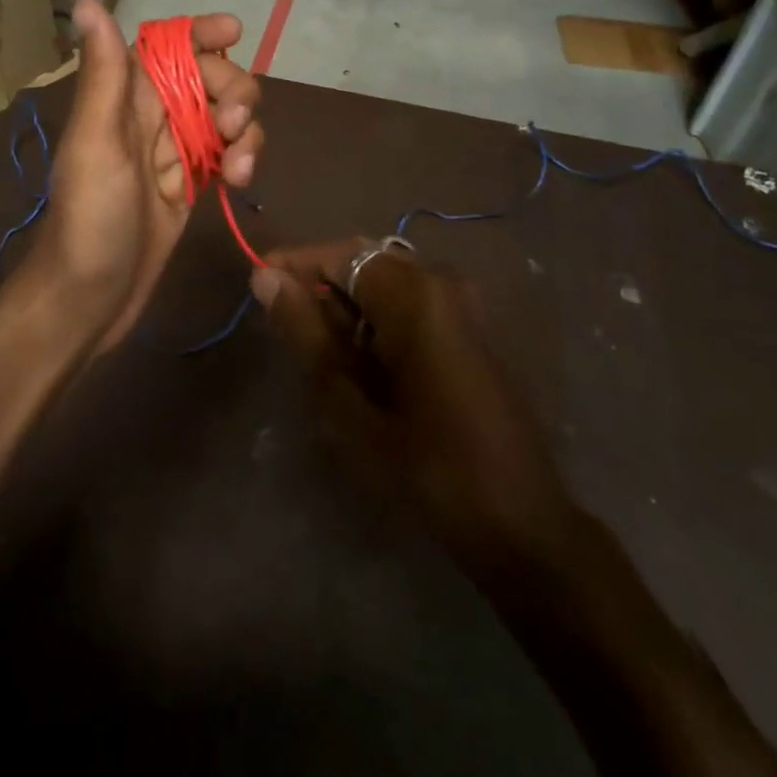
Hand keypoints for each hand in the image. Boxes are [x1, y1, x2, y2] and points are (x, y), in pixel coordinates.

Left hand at [37, 0, 262, 350]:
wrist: (90, 296)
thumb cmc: (90, 218)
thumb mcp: (97, 142)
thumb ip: (104, 75)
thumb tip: (88, 1)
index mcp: (123, 97)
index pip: (166, 45)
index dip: (199, 33)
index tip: (234, 32)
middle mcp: (150, 116)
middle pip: (208, 77)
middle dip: (232, 90)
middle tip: (232, 122)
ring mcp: (173, 151)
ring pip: (224, 116)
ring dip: (243, 130)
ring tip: (238, 166)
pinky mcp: (190, 183)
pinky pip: (227, 153)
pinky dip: (241, 158)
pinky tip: (239, 181)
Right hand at [254, 241, 580, 573]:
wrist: (520, 523)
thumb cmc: (426, 466)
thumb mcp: (350, 403)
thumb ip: (306, 332)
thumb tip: (266, 277)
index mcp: (414, 293)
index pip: (338, 253)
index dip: (293, 264)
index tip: (256, 285)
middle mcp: (441, 281)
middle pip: (363, 262)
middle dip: (320, 289)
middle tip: (286, 331)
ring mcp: (460, 304)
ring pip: (383, 283)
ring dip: (346, 309)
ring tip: (321, 358)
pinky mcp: (468, 327)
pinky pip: (408, 303)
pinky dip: (375, 322)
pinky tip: (361, 366)